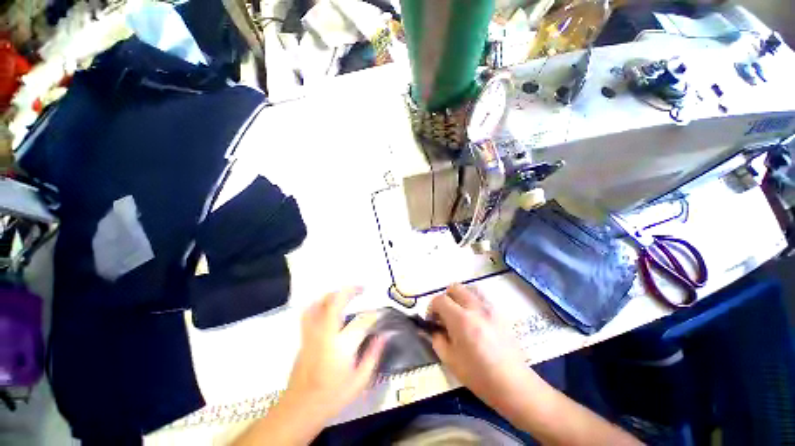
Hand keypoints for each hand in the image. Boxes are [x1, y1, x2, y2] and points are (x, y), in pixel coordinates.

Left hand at [281, 288, 386, 424]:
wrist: (300, 409)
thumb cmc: (333, 396)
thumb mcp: (360, 381)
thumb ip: (373, 355)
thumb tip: (384, 335)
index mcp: (341, 347)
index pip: (361, 322)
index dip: (373, 315)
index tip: (380, 313)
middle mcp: (324, 335)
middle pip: (334, 302)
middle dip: (350, 291)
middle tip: (361, 288)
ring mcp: (311, 334)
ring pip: (318, 304)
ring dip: (333, 294)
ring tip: (344, 294)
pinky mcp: (303, 337)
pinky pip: (310, 312)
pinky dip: (321, 303)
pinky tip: (328, 306)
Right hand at [428, 284, 540, 427]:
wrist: (513, 383)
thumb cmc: (478, 375)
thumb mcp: (450, 360)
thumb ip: (437, 339)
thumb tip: (433, 328)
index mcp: (461, 319)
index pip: (440, 299)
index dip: (432, 307)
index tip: (432, 320)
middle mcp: (475, 307)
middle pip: (455, 287)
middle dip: (445, 298)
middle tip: (445, 315)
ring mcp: (490, 308)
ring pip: (469, 289)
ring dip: (460, 297)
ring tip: (460, 314)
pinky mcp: (499, 312)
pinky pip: (482, 298)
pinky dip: (473, 302)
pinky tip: (474, 319)